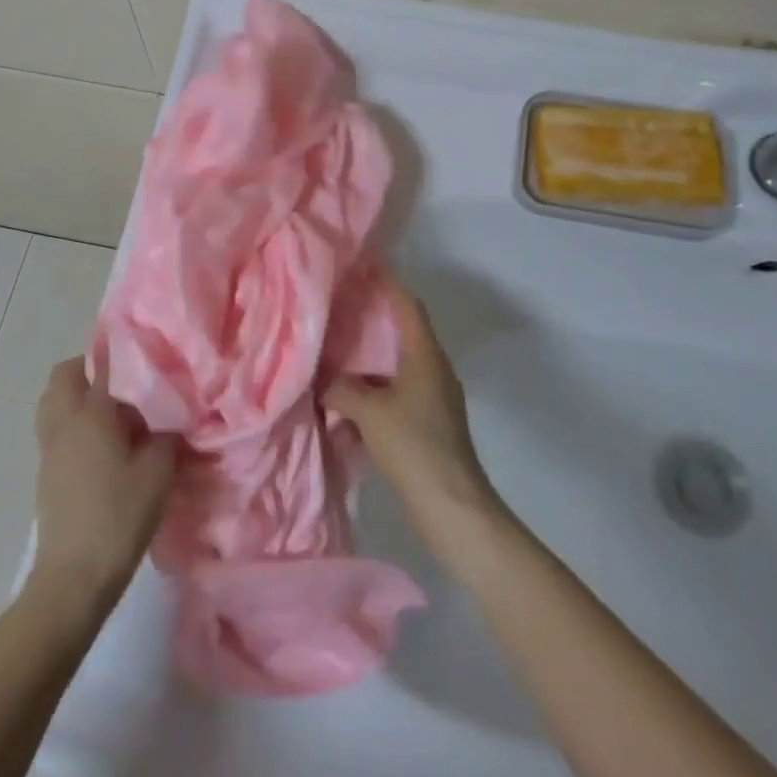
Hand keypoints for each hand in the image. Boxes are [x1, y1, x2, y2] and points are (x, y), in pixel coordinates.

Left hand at [31, 359, 175, 606]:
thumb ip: (167, 436)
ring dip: (77, 397)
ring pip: (54, 402)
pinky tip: (104, 447)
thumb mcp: (159, 471)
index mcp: (91, 413)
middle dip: (87, 369)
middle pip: (63, 376)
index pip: (100, 365)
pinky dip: (73, 424)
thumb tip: (169, 420)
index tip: (140, 349)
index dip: (118, 352)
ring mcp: (50, 448)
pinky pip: (56, 429)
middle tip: (122, 382)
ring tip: (113, 415)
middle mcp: (64, 422)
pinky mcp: (46, 472)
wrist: (74, 576)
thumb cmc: (120, 515)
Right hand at [328, 285, 498, 538]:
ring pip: (398, 366)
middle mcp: (434, 370)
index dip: (387, 286)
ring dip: (370, 362)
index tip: (362, 271)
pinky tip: (349, 402)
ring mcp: (435, 399)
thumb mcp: (369, 411)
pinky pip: (398, 394)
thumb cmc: (413, 444)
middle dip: (372, 323)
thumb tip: (324, 380)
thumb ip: (342, 388)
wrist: (451, 505)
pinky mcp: (430, 424)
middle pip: (403, 334)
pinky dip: (375, 391)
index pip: (408, 306)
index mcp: (426, 355)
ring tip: (337, 355)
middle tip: (339, 312)